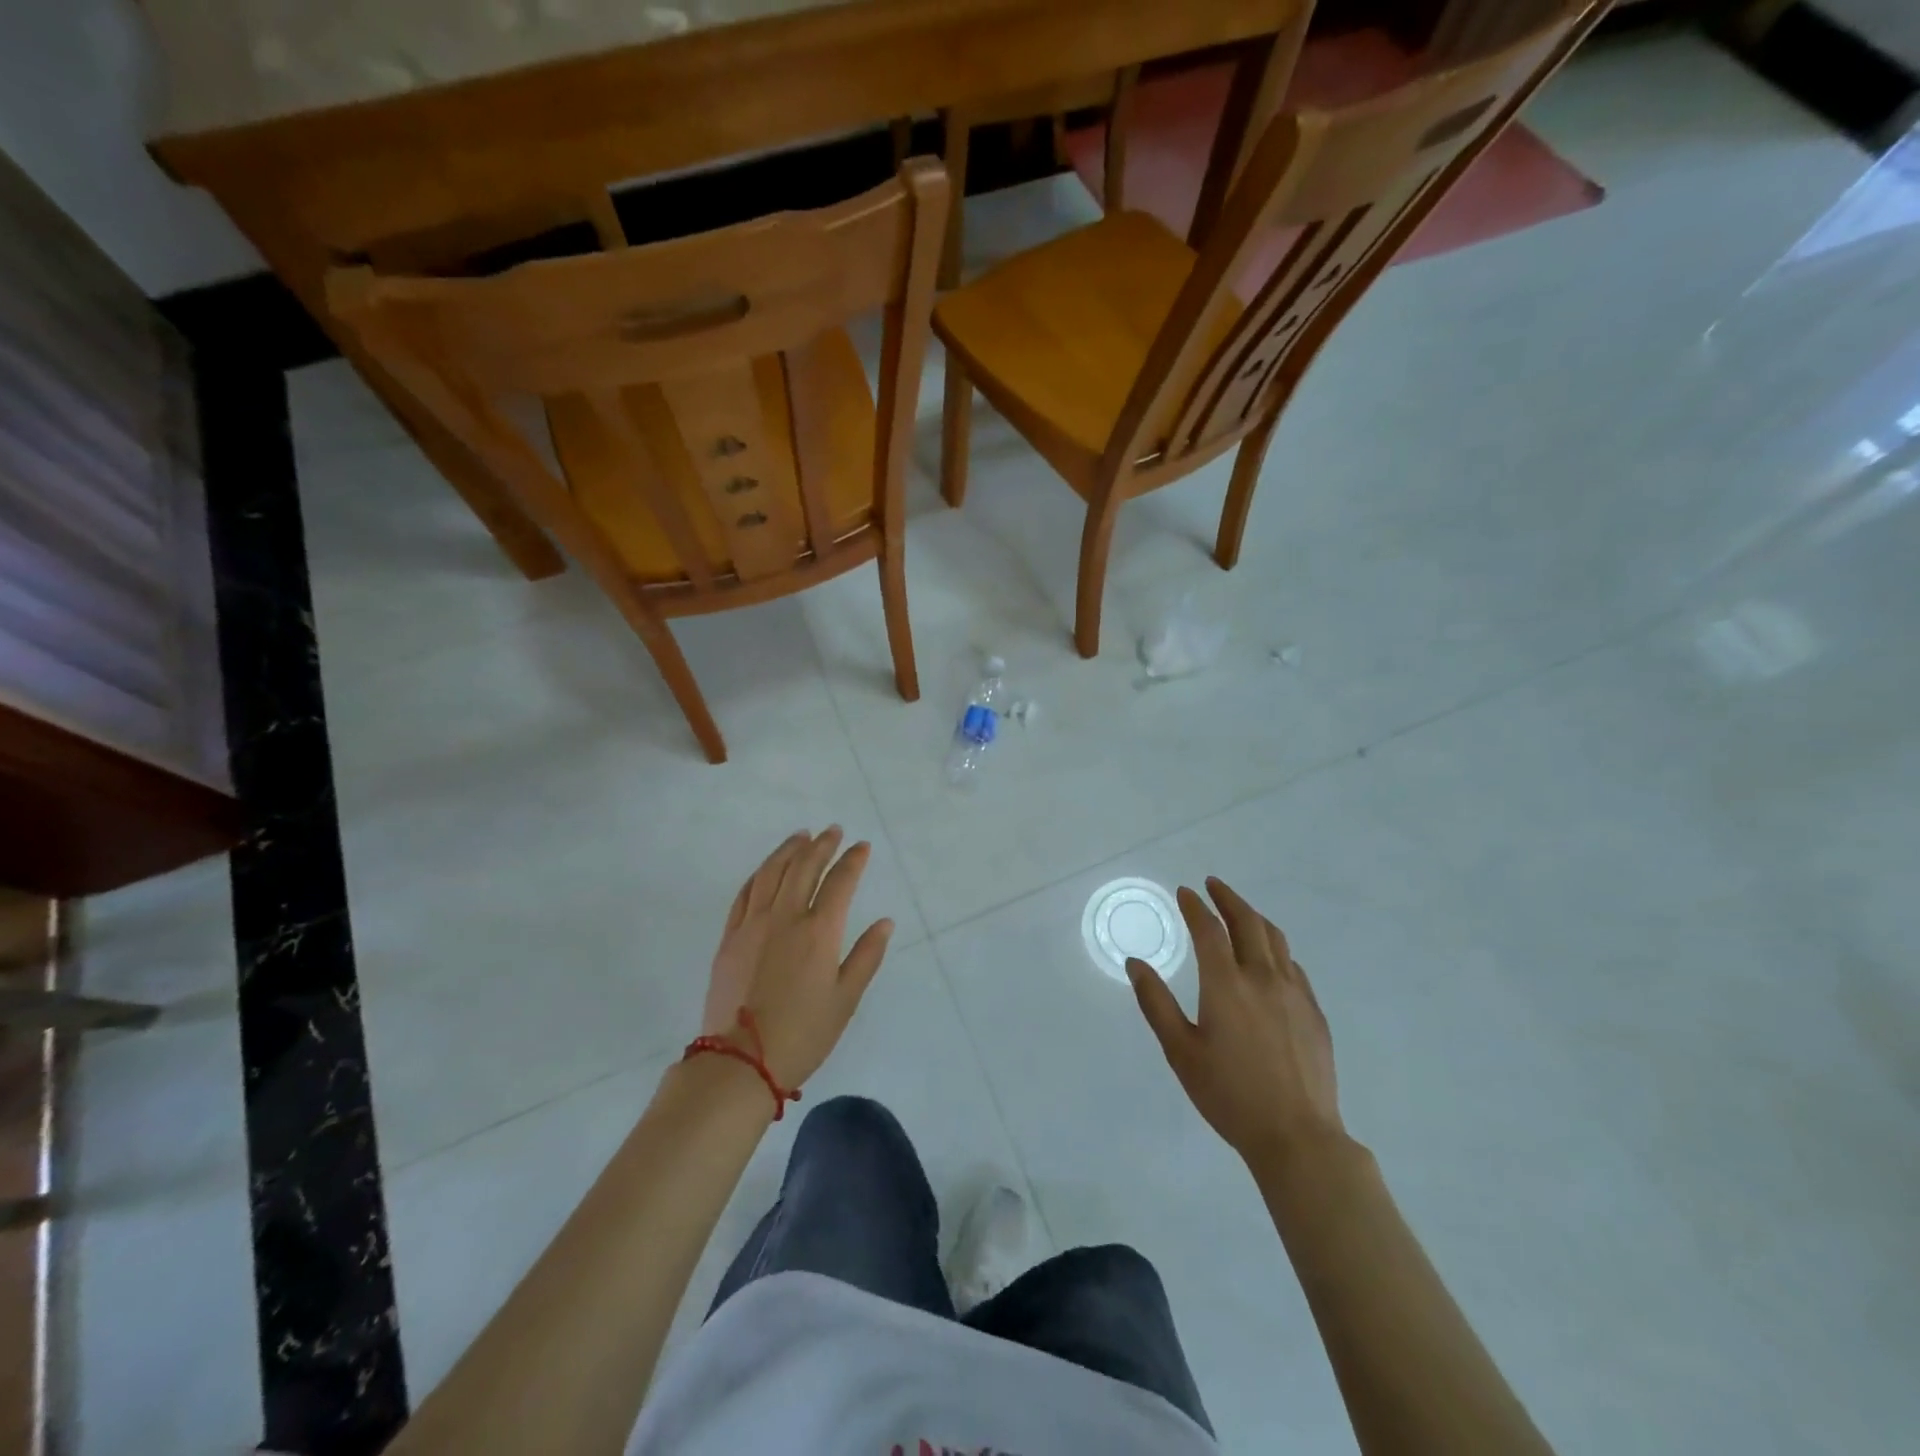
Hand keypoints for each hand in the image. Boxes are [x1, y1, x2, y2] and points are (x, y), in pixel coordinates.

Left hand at [702, 828, 893, 1088]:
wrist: (741, 1061)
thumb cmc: (803, 1034)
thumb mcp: (846, 999)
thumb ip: (866, 956)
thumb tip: (884, 922)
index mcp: (819, 931)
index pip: (840, 882)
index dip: (853, 860)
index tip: (862, 846)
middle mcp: (785, 917)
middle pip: (804, 867)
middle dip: (822, 845)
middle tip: (833, 831)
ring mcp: (753, 924)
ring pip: (771, 873)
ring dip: (789, 850)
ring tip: (801, 836)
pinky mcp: (730, 937)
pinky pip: (745, 893)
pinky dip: (760, 874)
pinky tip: (766, 868)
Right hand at [1127, 878, 1343, 1167]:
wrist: (1297, 1136)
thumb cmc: (1229, 1095)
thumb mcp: (1180, 1051)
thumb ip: (1156, 1003)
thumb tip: (1135, 963)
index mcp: (1226, 984)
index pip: (1208, 929)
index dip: (1195, 906)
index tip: (1185, 892)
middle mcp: (1262, 978)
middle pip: (1247, 922)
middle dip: (1228, 898)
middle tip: (1213, 885)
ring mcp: (1293, 993)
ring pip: (1275, 939)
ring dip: (1254, 917)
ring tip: (1240, 911)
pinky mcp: (1313, 1012)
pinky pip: (1293, 965)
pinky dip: (1275, 948)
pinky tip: (1270, 958)